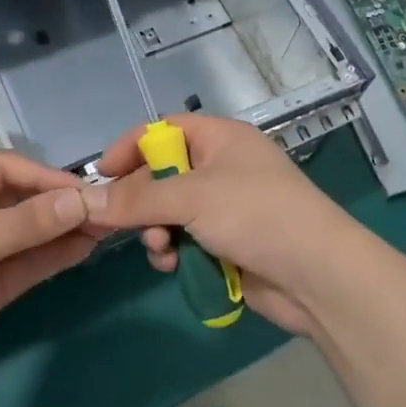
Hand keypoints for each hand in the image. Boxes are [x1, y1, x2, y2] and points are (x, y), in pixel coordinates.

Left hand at [0, 151, 104, 400]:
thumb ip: (26, 223)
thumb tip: (79, 201)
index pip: (5, 168)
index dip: (43, 176)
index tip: (82, 190)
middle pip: (19, 200)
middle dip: (58, 204)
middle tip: (104, 210)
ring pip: (26, 234)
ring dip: (61, 231)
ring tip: (103, 229)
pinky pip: (24, 266)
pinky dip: (51, 258)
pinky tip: (81, 251)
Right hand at [93, 113, 383, 334]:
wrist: (318, 275)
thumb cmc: (256, 215)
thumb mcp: (192, 197)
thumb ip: (137, 199)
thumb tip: (88, 201)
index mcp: (219, 139)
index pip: (163, 130)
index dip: (130, 147)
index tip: (100, 175)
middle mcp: (221, 168)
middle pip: (161, 174)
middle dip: (141, 200)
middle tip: (120, 223)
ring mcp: (225, 208)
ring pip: (169, 212)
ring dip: (156, 231)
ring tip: (161, 248)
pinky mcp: (226, 243)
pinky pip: (185, 240)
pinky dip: (174, 251)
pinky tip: (173, 265)